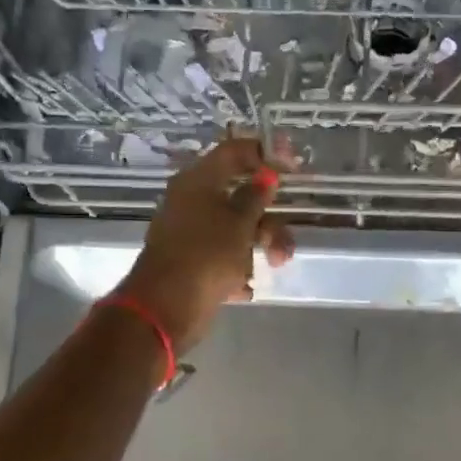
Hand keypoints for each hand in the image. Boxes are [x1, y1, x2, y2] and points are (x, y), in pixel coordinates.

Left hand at [118, 136, 294, 352]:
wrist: (166, 308)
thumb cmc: (206, 256)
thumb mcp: (240, 224)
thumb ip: (255, 197)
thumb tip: (265, 176)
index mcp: (198, 181)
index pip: (234, 152)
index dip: (265, 154)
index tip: (294, 167)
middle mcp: (192, 202)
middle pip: (240, 196)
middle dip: (269, 220)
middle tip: (285, 241)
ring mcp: (191, 232)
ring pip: (236, 228)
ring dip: (261, 246)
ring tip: (274, 266)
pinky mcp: (193, 261)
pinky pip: (225, 255)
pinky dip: (239, 267)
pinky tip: (245, 287)